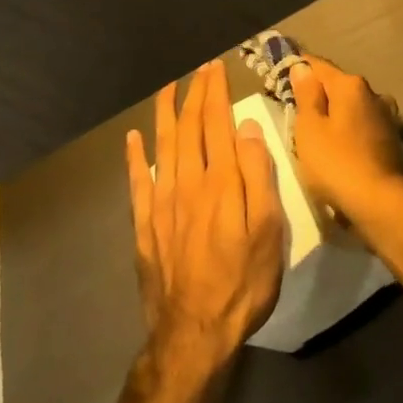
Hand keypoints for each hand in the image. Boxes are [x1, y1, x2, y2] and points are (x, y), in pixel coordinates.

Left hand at [125, 60, 283, 370]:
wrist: (195, 334)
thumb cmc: (244, 281)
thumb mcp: (269, 229)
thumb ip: (258, 174)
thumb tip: (245, 127)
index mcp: (221, 181)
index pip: (216, 123)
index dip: (215, 93)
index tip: (216, 68)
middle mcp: (188, 183)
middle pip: (189, 128)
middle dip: (194, 94)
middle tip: (199, 70)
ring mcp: (162, 204)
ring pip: (163, 146)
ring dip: (165, 114)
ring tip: (167, 88)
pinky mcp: (145, 226)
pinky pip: (138, 182)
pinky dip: (136, 157)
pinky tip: (134, 139)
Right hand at [289, 54, 402, 220]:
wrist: (382, 204)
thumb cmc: (338, 163)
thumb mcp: (310, 129)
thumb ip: (306, 95)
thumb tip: (302, 67)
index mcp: (351, 85)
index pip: (318, 66)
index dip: (298, 67)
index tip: (279, 74)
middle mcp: (373, 94)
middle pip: (337, 86)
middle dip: (316, 94)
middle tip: (292, 109)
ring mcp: (386, 117)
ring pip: (351, 108)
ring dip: (334, 115)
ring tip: (313, 133)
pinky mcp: (391, 140)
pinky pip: (361, 127)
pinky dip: (347, 132)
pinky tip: (337, 148)